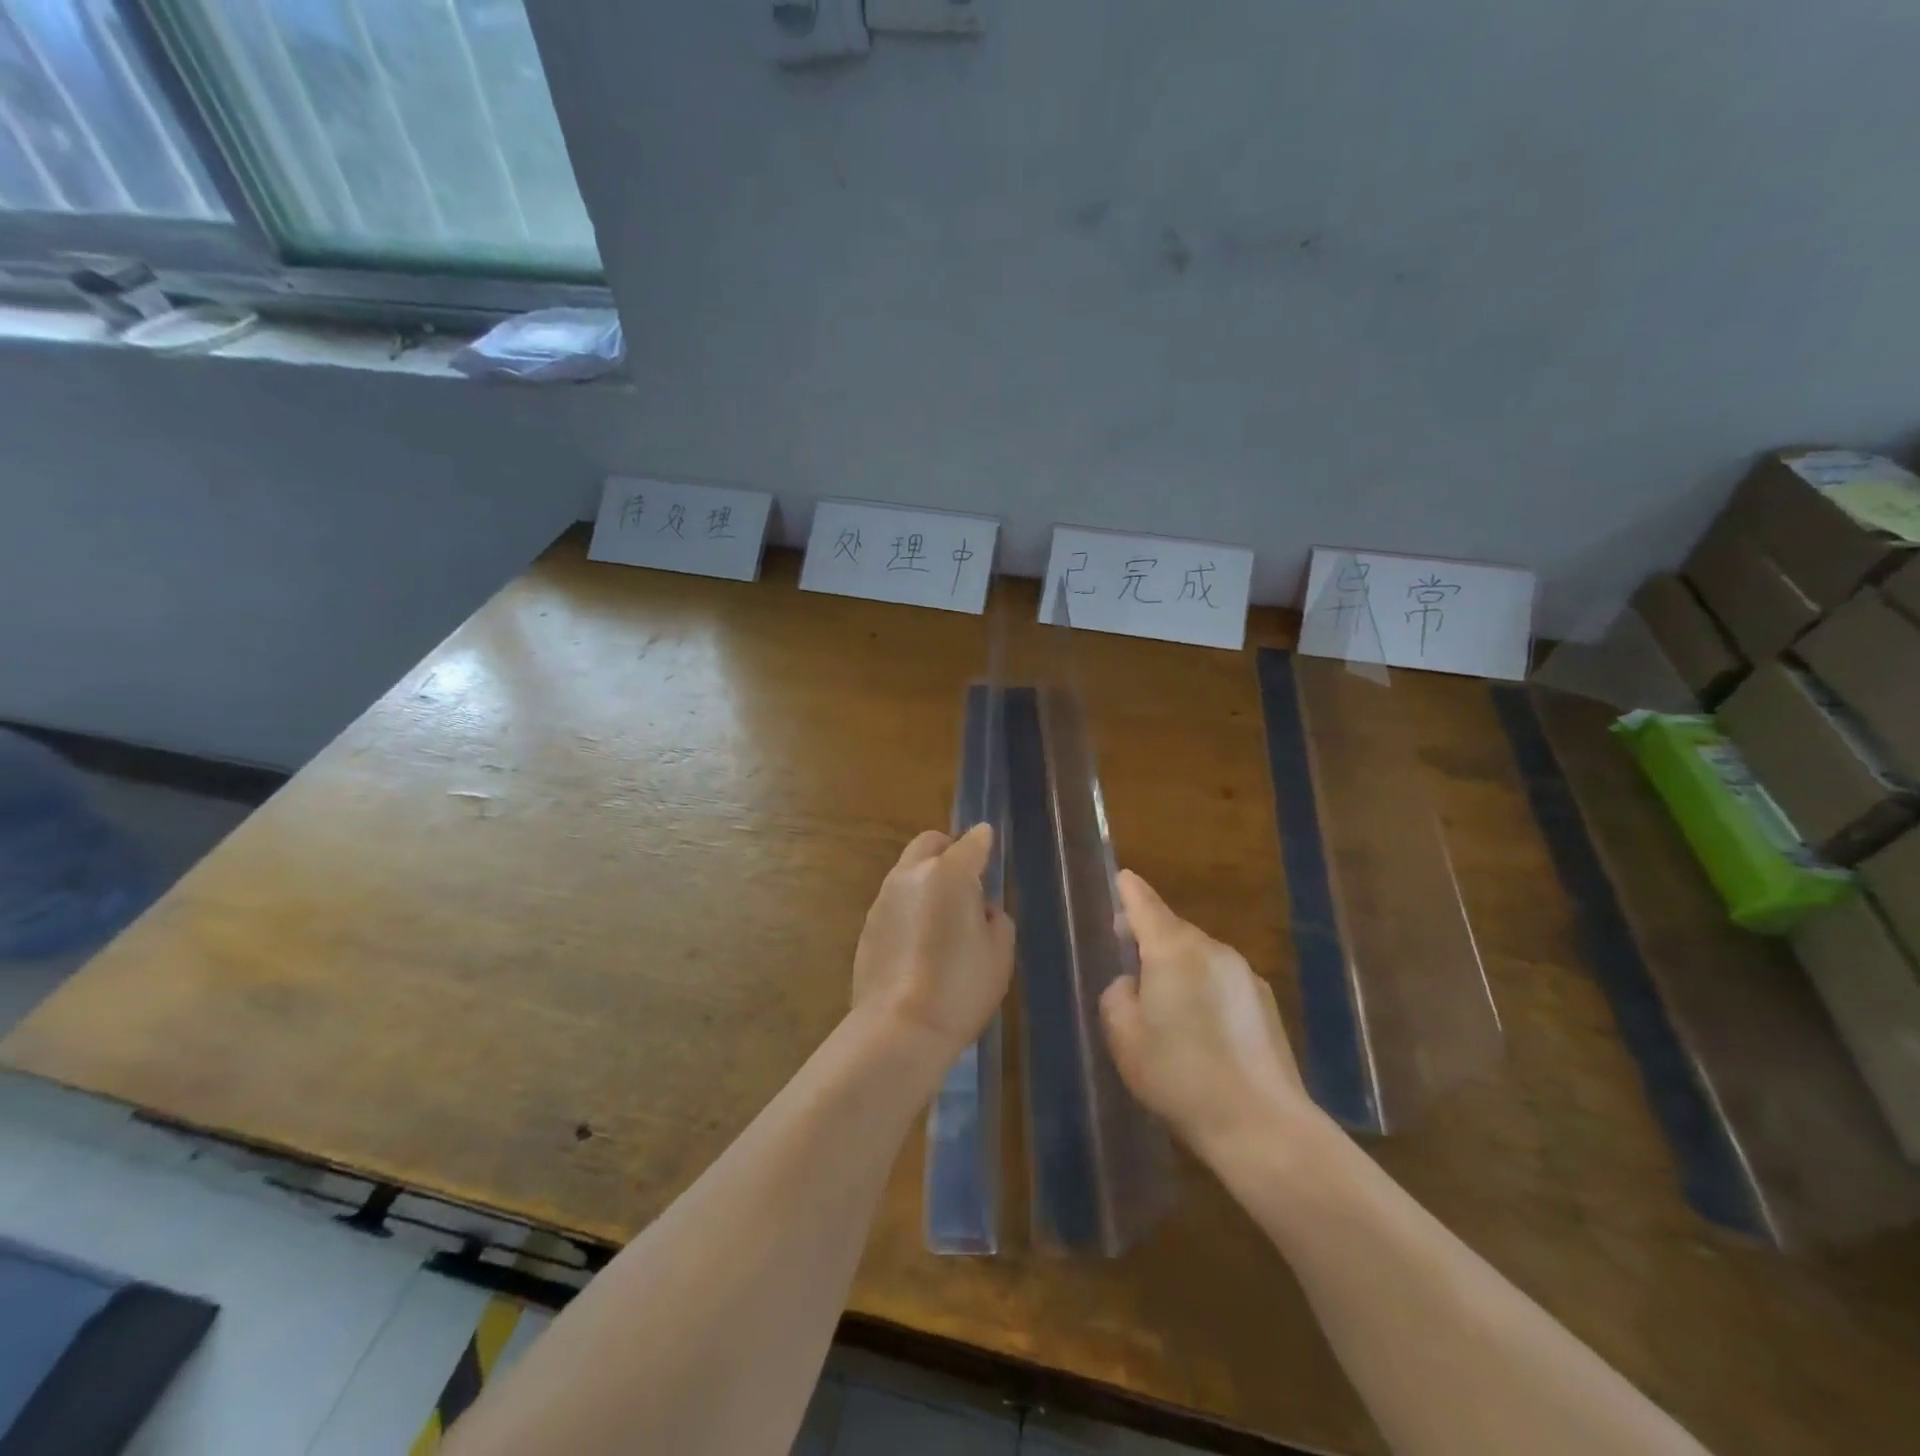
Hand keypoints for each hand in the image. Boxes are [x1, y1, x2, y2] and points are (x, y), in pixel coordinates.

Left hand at [852, 825, 1014, 1065]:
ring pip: (908, 870)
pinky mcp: (868, 923)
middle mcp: (912, 874)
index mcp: (950, 874)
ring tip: (941, 914)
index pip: (971, 842)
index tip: (988, 843)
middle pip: (929, 843)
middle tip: (965, 878)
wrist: (900, 1027)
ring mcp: (884, 897)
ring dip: (926, 878)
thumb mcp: (999, 953)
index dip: (983, 841)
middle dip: (948, 849)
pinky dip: (910, 905)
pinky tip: (919, 939)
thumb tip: (980, 908)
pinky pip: (894, 900)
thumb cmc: (960, 987)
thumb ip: (995, 918)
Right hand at [1100, 870, 1313, 1157]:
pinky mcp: (1266, 1002)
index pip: (1145, 903)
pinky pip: (1222, 981)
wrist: (1261, 1126)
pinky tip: (1202, 1032)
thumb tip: (1133, 984)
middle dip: (1150, 938)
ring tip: (1166, 1010)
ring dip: (1179, 969)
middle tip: (1129, 962)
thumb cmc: (1179, 1076)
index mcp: (1173, 949)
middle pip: (1173, 930)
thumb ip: (1117, 996)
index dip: (1129, 891)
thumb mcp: (1124, 1037)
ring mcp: (1245, 974)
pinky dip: (1205, 991)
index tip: (1122, 879)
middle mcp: (1212, 950)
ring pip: (1199, 957)